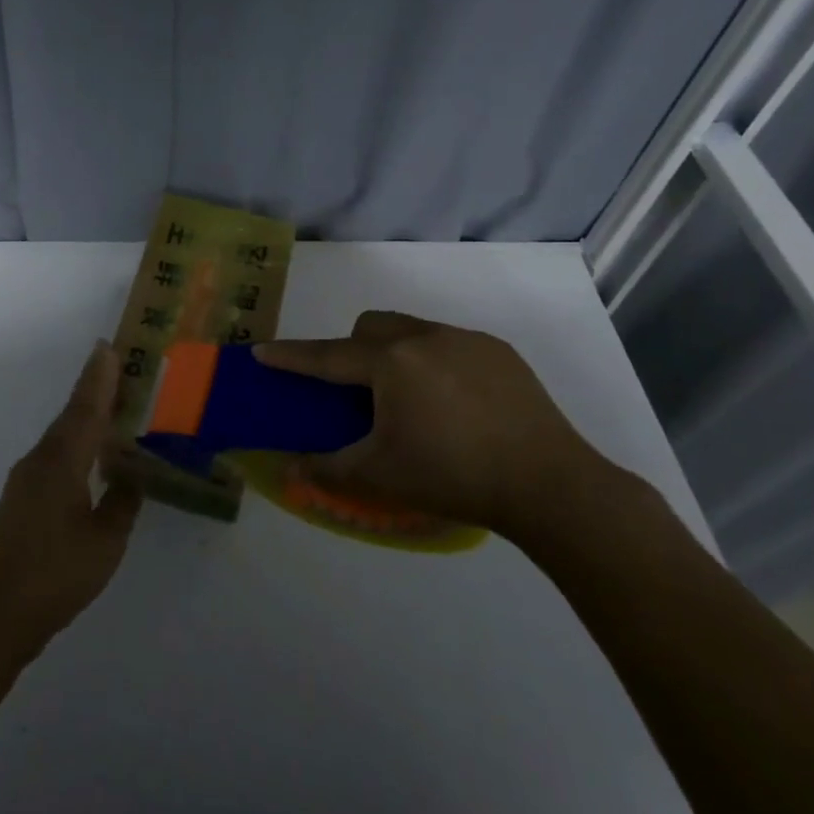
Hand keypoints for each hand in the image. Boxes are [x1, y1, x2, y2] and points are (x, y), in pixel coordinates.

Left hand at [0, 341, 141, 670]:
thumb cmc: (56, 575)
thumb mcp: (105, 541)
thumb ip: (121, 503)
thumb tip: (130, 476)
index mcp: (61, 462)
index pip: (86, 409)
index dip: (99, 378)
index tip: (108, 346)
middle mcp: (39, 460)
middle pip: (71, 416)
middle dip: (93, 391)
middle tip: (118, 369)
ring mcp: (25, 480)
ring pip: (60, 437)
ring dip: (84, 418)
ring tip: (110, 409)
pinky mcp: (19, 499)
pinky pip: (53, 457)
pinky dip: (73, 445)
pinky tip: (87, 458)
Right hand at [253, 311, 603, 534]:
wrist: (550, 485)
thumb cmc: (454, 476)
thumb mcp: (381, 476)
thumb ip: (328, 468)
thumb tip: (291, 467)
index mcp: (391, 363)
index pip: (327, 357)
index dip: (292, 357)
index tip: (262, 352)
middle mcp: (425, 337)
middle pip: (370, 328)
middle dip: (352, 349)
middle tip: (357, 392)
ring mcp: (466, 340)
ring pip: (411, 329)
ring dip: (395, 353)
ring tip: (410, 399)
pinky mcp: (500, 351)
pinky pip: (450, 343)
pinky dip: (435, 363)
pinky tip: (455, 404)